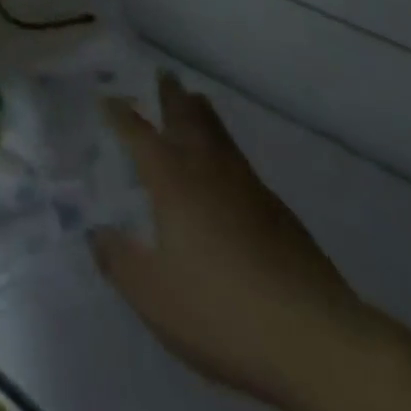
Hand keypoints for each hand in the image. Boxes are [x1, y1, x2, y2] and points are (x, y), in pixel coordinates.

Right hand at [90, 73, 372, 410]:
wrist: (314, 337)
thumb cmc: (221, 310)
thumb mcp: (153, 297)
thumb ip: (119, 262)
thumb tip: (96, 232)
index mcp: (172, 181)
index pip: (139, 135)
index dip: (120, 115)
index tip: (106, 98)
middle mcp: (208, 171)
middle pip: (188, 119)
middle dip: (172, 96)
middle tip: (164, 74)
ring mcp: (248, 188)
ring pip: (220, 136)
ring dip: (203, 114)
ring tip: (196, 100)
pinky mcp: (279, 213)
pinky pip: (242, 164)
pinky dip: (227, 150)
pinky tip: (229, 169)